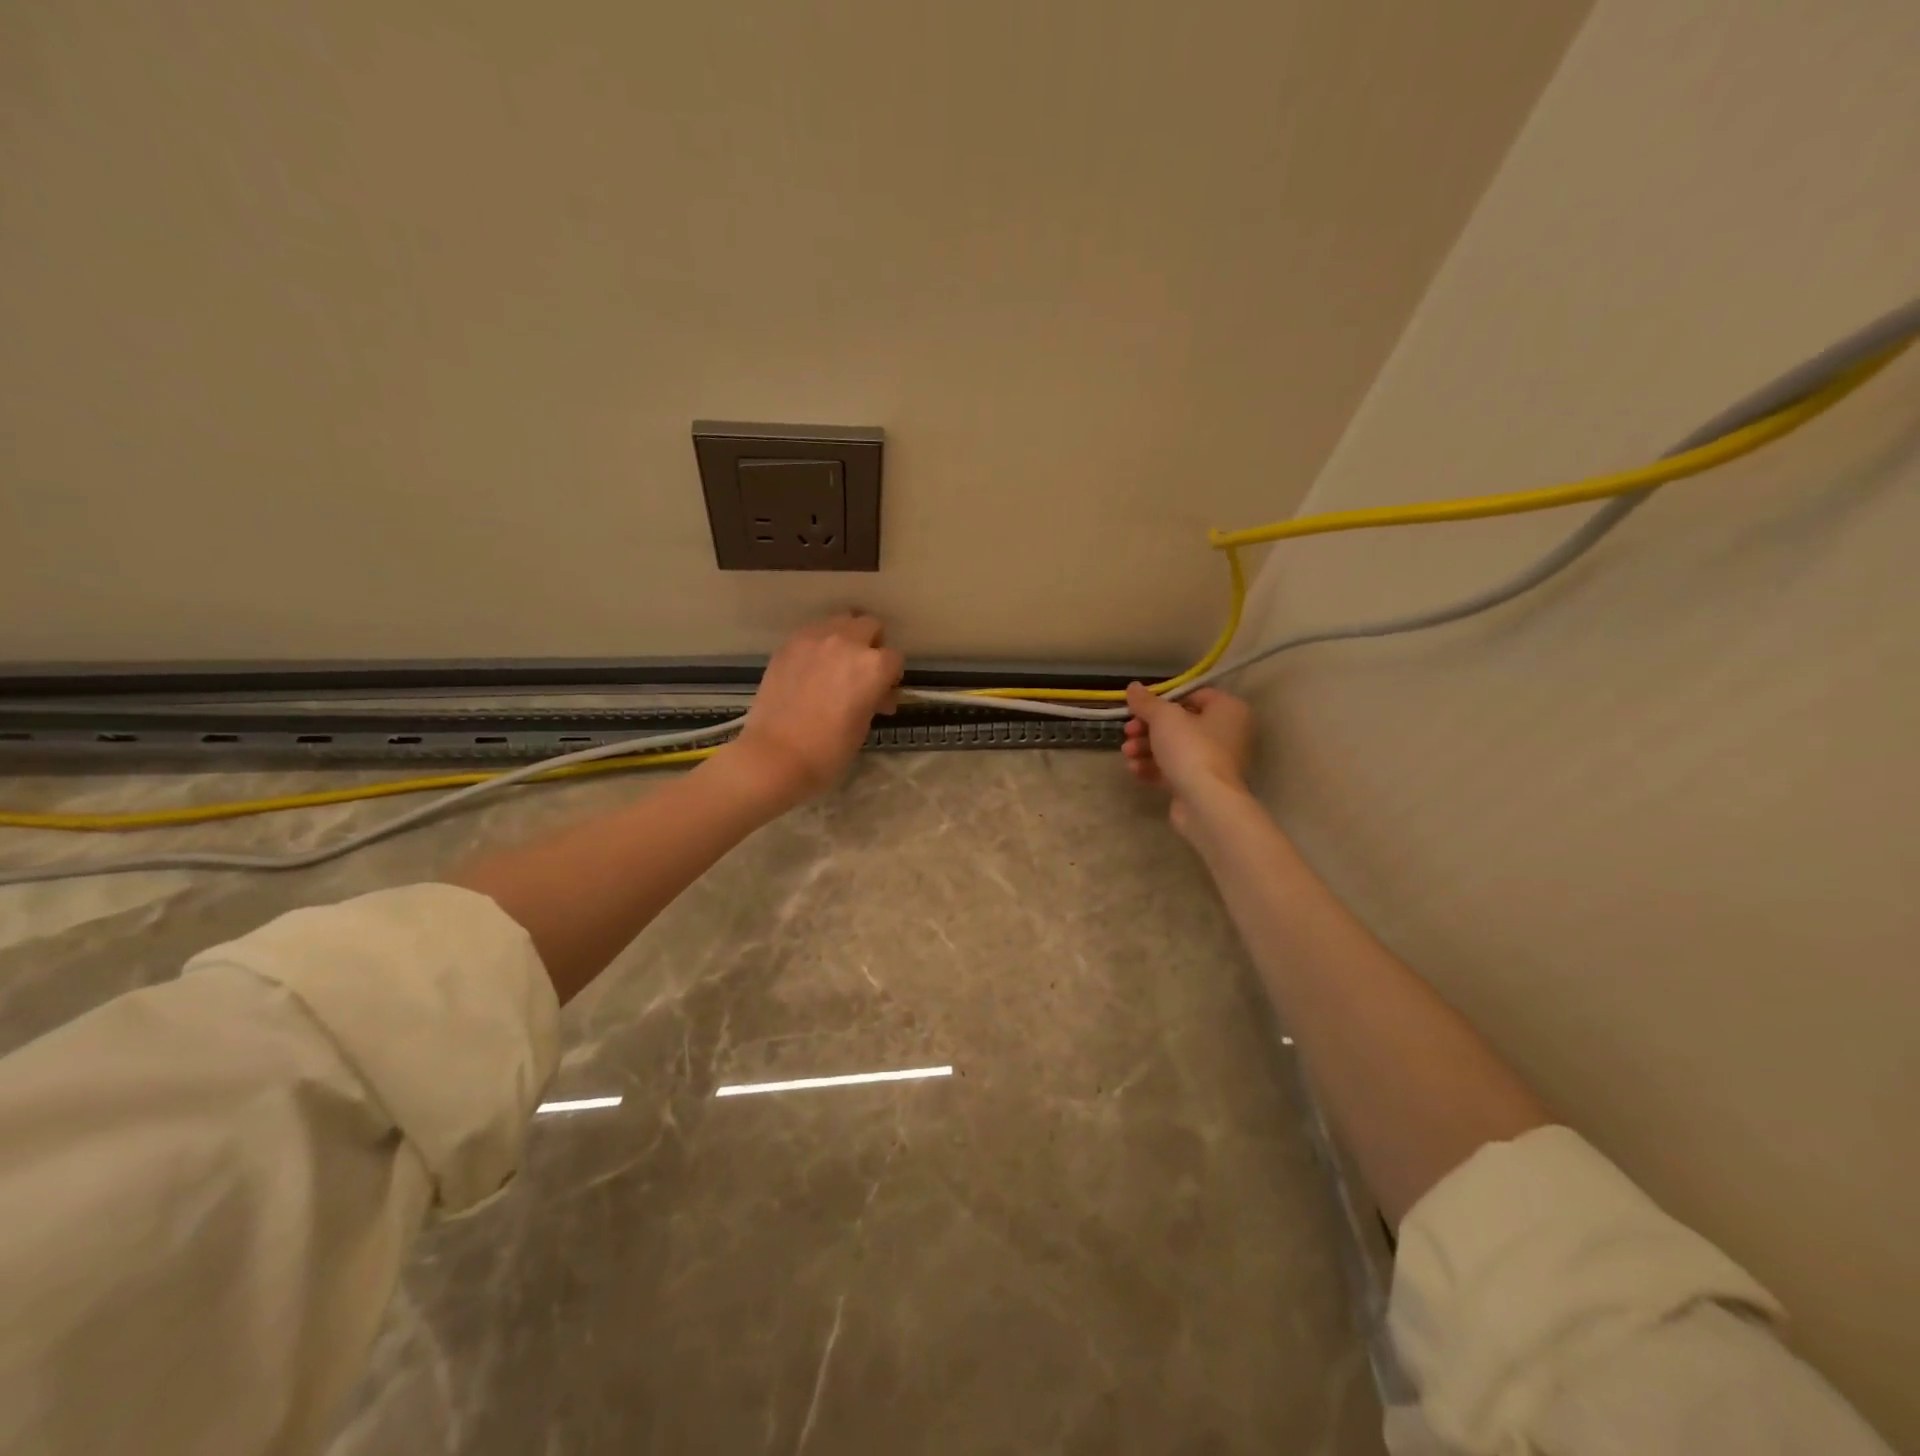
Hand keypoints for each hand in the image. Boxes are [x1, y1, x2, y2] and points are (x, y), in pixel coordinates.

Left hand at [725, 613, 903, 808]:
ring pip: (840, 622)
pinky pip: (812, 633)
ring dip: (845, 638)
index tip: (882, 693)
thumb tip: (878, 694)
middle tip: (862, 672)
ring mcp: (814, 639)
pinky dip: (818, 645)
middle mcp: (847, 642)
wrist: (775, 755)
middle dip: (871, 645)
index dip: (890, 677)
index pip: (894, 659)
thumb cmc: (828, 750)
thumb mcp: (863, 725)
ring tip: (835, 666)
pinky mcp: (788, 645)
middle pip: (869, 626)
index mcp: (873, 666)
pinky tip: (811, 669)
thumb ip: (874, 699)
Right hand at [1122, 682, 1254, 833]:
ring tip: (1127, 754)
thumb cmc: (1190, 748)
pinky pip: (1174, 769)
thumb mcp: (1163, 717)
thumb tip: (1133, 687)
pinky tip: (1134, 770)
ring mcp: (1214, 761)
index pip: (1193, 695)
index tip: (1139, 708)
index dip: (1163, 700)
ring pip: (1174, 748)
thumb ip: (1146, 702)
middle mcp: (1227, 733)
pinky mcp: (1201, 784)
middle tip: (1127, 732)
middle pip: (1180, 724)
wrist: (1204, 802)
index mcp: (1228, 710)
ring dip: (1146, 748)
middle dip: (1147, 728)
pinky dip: (1154, 768)